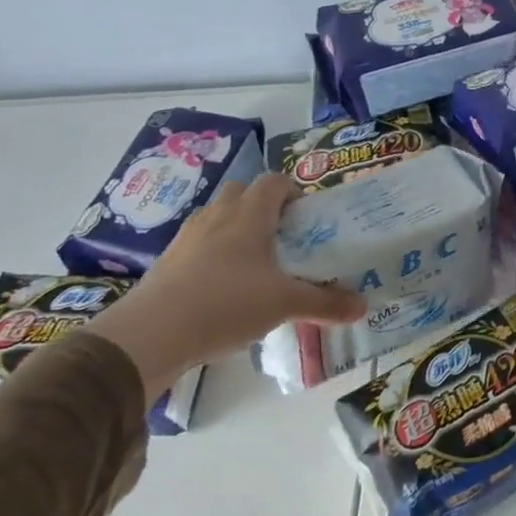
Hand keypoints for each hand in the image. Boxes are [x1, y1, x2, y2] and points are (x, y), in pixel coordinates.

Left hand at [89, 174, 365, 404]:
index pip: (274, 182)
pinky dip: (215, 252)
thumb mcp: (286, 304)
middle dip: (264, 206)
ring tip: (256, 261)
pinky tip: (225, 285)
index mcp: (249, 215)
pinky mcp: (168, 260)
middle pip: (242, 192)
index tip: (307, 216)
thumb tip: (363, 305)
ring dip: (237, 227)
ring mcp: (188, 237)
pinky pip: (199, 243)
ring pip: (218, 216)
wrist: (151, 333)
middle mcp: (217, 216)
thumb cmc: (228, 303)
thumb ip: (326, 303)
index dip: (293, 191)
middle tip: (283, 235)